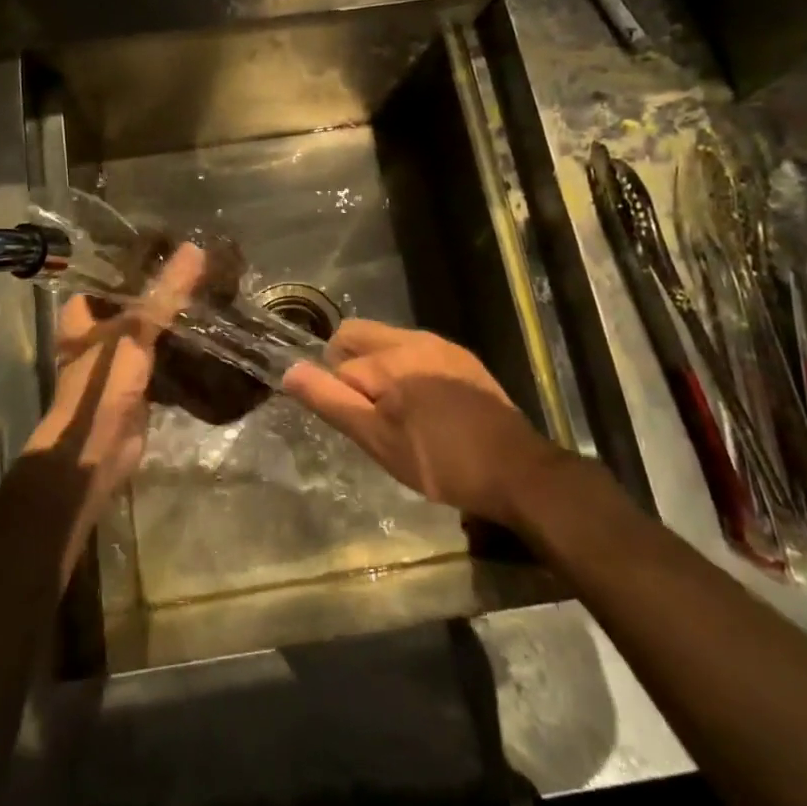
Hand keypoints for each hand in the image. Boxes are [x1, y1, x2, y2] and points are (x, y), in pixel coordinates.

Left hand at [22, 243, 205, 529]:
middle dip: (166, 290)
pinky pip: (164, 355)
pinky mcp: (139, 381)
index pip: (115, 274)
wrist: (98, 448)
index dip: (143, 260)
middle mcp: (98, 331)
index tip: (178, 244)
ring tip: (212, 294)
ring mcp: (118, 358)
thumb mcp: (136, 329)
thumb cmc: (104, 381)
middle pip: (137, 302)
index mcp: (84, 312)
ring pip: (152, 329)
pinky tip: (211, 333)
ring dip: (176, 319)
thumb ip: (166, 292)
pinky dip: (183, 348)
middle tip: (204, 269)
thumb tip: (195, 249)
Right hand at [284, 319, 558, 526]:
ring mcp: (441, 345)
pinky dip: (406, 371)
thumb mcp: (377, 440)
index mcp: (389, 356)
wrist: (517, 471)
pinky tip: (425, 410)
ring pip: (387, 342)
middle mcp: (413, 338)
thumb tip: (289, 371)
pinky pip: (416, 352)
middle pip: (357, 334)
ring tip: (396, 415)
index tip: (359, 427)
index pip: (337, 365)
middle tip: (367, 413)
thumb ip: (330, 401)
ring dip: (378, 369)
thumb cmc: (440, 462)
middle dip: (349, 366)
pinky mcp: (462, 359)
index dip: (339, 397)